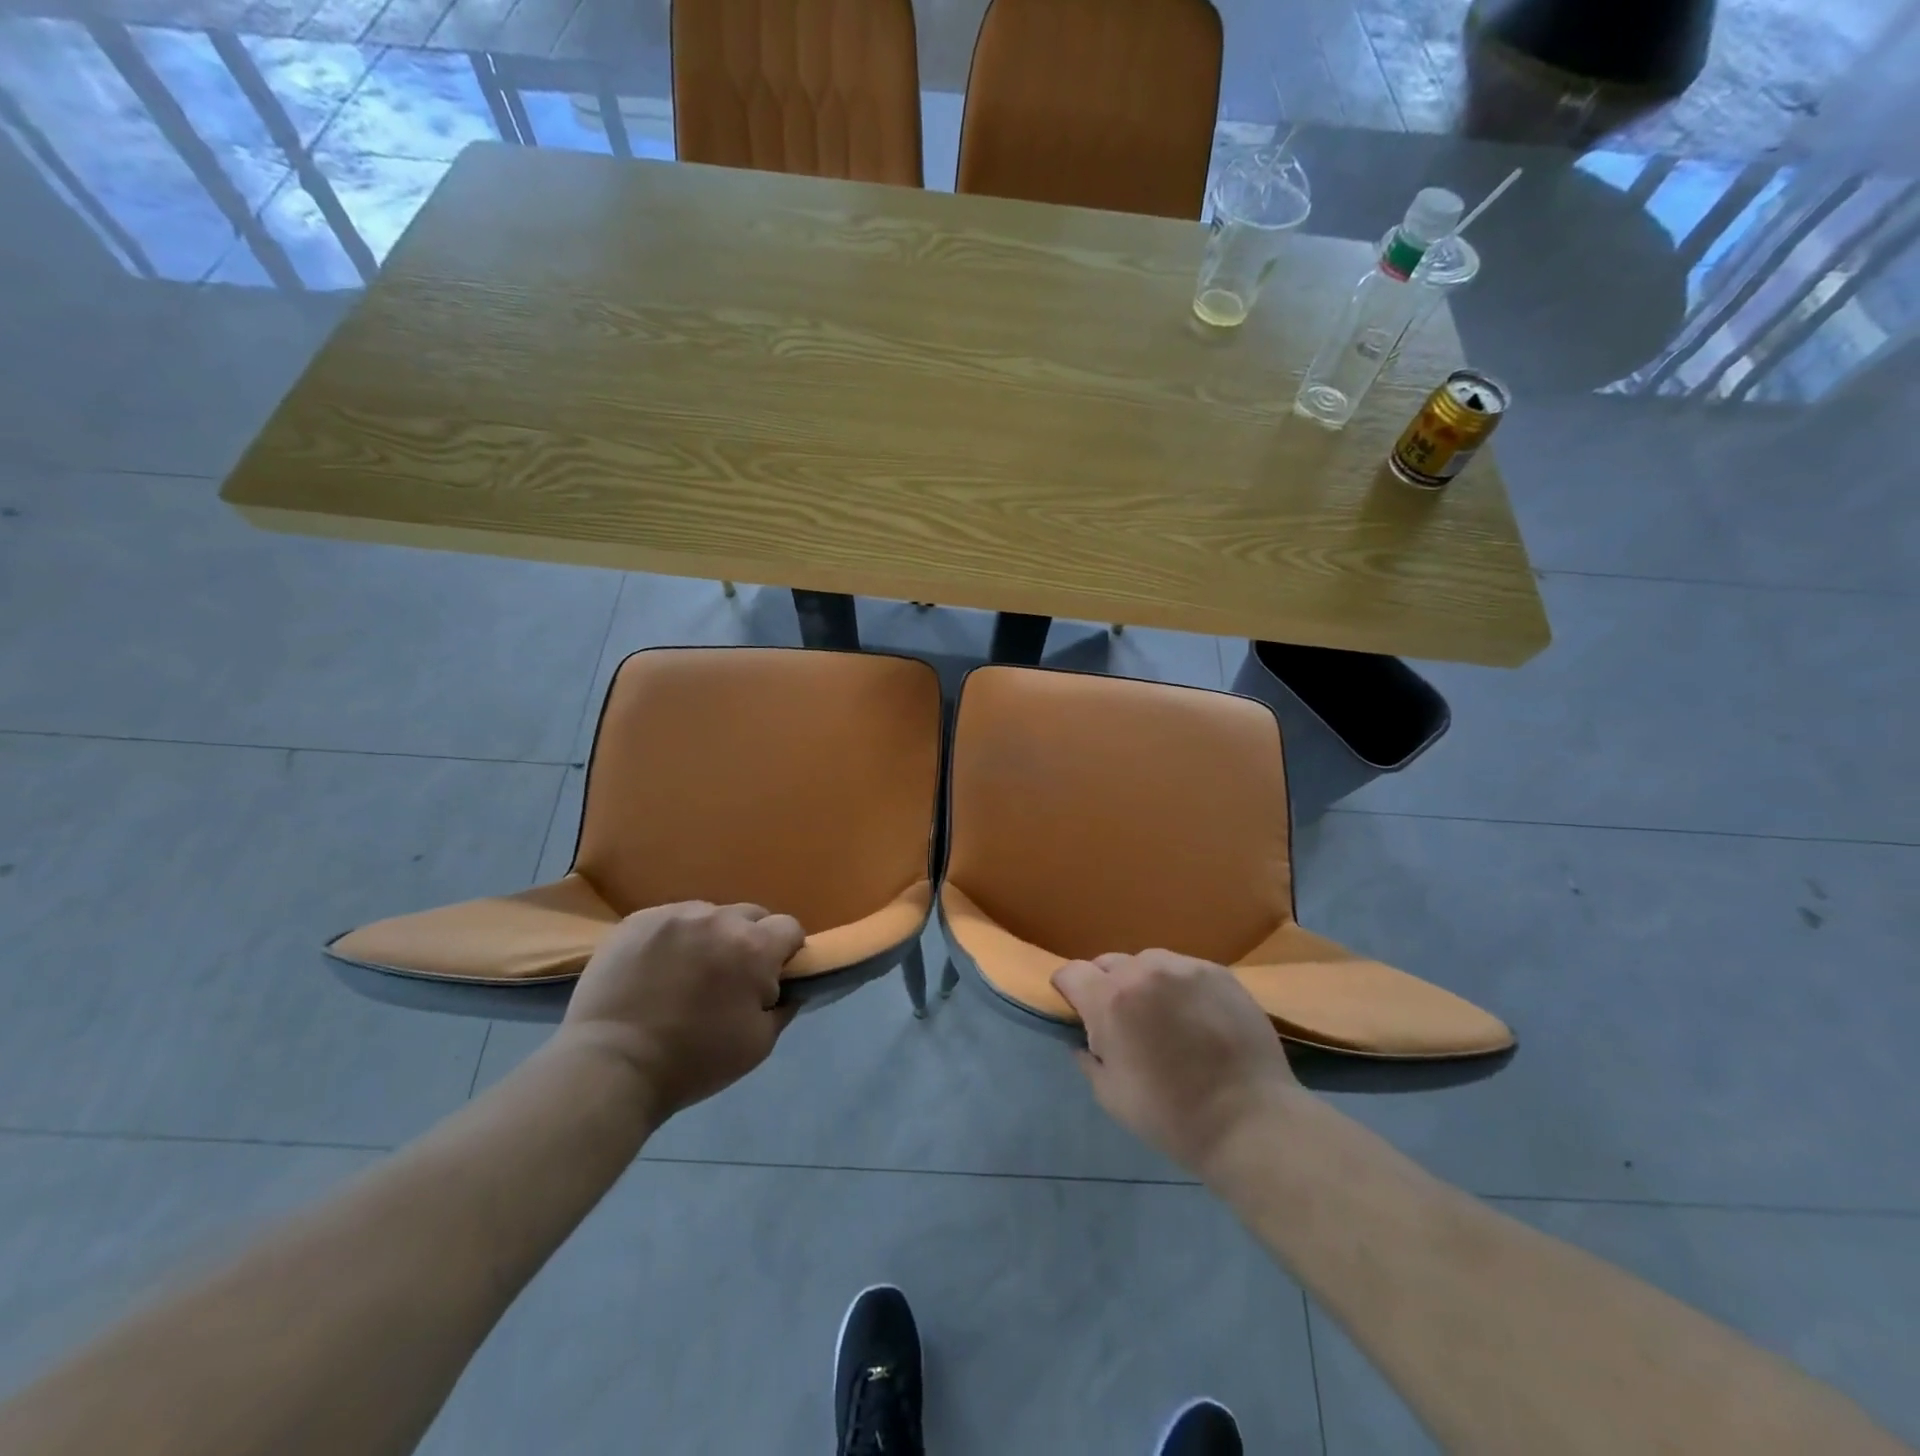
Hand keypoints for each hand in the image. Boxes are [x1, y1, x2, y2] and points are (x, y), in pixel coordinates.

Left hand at [560, 901, 804, 1121]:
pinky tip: (656, 970)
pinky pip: (671, 920)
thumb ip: (784, 1006)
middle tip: (731, 978)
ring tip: (687, 973)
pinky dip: (673, 939)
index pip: (789, 927)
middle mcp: (718, 919)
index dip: (787, 952)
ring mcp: (674, 914)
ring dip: (710, 937)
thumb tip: (790, 986)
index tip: (772, 978)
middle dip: (750, 941)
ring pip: (709, 915)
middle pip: (751, 915)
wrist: (610, 1066)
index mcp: (754, 947)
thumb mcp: (758, 1045)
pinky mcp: (637, 920)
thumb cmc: (693, 1061)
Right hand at [1052, 950, 1300, 1175]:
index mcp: (1110, 1000)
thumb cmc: (1172, 1117)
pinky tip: (1195, 1016)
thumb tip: (1084, 1039)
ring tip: (1162, 1014)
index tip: (1076, 1008)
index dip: (1068, 989)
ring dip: (1143, 982)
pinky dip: (1179, 986)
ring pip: (1147, 962)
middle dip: (1106, 986)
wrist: (1251, 1122)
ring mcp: (1184, 967)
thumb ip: (1089, 1057)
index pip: (1072, 972)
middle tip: (1123, 1020)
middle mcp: (1143, 971)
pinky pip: (1183, 968)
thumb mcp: (1111, 1096)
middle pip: (1108, 963)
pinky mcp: (1218, 972)